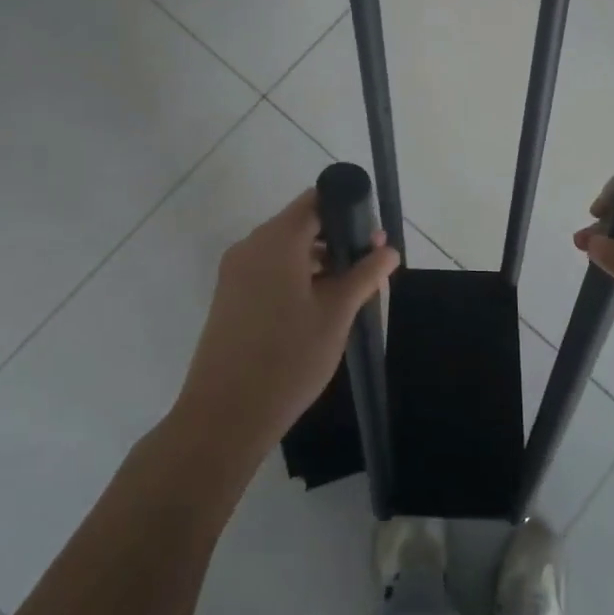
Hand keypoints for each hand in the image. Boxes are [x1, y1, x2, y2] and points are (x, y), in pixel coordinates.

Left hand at [174, 189, 399, 463]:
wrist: (225, 414)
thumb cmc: (288, 357)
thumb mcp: (336, 314)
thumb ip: (364, 274)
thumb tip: (388, 249)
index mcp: (277, 240)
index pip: (316, 200)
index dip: (348, 209)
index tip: (373, 235)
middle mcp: (251, 246)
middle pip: (300, 223)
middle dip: (336, 238)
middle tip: (369, 266)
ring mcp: (236, 271)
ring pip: (285, 249)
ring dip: (317, 259)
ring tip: (349, 290)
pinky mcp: (230, 296)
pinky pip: (269, 269)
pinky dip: (295, 276)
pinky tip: (318, 306)